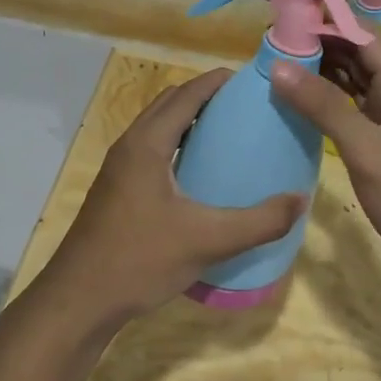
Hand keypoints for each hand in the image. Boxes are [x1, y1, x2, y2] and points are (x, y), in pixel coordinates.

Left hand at [35, 69, 305, 330]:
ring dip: (188, 120)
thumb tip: (301, 200)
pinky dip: (177, 144)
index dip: (217, 82)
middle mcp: (129, 145)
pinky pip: (151, 149)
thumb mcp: (208, 241)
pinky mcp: (116, 189)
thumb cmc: (140, 260)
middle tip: (245, 107)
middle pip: (169, 103)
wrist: (79, 300)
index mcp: (147, 143)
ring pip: (157, 127)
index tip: (251, 80)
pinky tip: (200, 174)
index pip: (186, 94)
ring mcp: (118, 168)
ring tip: (228, 134)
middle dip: (205, 96)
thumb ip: (259, 221)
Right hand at [270, 37, 380, 292]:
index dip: (326, 21)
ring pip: (353, 81)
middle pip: (356, 54)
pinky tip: (299, 103)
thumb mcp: (365, 147)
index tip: (283, 19)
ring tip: (277, 65)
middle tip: (270, 43)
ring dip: (321, 72)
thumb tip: (279, 65)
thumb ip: (323, 105)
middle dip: (318, 44)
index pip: (362, 34)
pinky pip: (351, 109)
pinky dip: (327, 101)